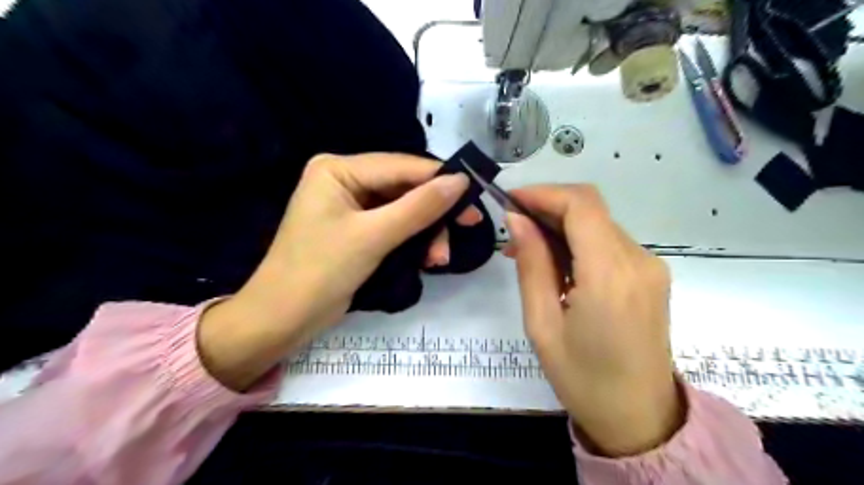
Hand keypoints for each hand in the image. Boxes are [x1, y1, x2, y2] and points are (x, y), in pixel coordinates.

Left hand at [197, 153, 479, 390]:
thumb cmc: (320, 272)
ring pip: (404, 209)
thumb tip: (461, 181)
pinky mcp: (357, 229)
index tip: (474, 194)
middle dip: (433, 213)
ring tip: (439, 259)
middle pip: (404, 188)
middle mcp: (345, 180)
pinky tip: (426, 259)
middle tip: (467, 227)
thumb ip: (419, 207)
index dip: (440, 179)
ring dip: (426, 232)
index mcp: (338, 169)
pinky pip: (394, 226)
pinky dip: (412, 241)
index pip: (400, 166)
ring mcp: (351, 205)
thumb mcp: (373, 237)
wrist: (283, 319)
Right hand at [509, 183, 682, 455]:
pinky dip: (578, 242)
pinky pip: (609, 243)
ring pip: (598, 223)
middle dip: (548, 207)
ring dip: (561, 226)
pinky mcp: (650, 275)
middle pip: (591, 209)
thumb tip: (517, 219)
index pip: (581, 205)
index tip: (510, 200)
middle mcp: (639, 260)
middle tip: (513, 228)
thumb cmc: (582, 379)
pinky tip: (556, 263)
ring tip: (526, 250)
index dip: (543, 193)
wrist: (640, 418)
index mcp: (611, 275)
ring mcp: (650, 267)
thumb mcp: (542, 324)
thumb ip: (532, 264)